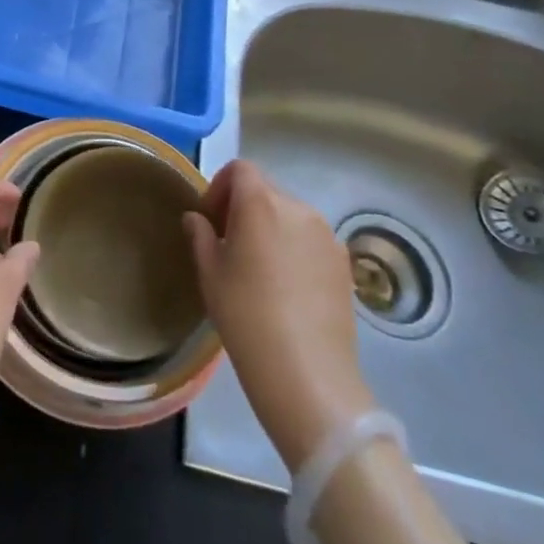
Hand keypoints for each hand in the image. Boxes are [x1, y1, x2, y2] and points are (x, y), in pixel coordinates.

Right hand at [184, 159, 375, 469]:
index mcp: (260, 203)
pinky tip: (287, 287)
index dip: (220, 187)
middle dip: (244, 208)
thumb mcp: (210, 274)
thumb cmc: (246, 316)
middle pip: (266, 190)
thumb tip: (198, 219)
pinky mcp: (344, 263)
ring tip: (259, 269)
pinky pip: (311, 240)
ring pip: (290, 215)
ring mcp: (326, 235)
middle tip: (229, 245)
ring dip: (270, 227)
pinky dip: (294, 248)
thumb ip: (201, 236)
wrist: (307, 374)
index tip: (211, 220)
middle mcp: (298, 208)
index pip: (240, 169)